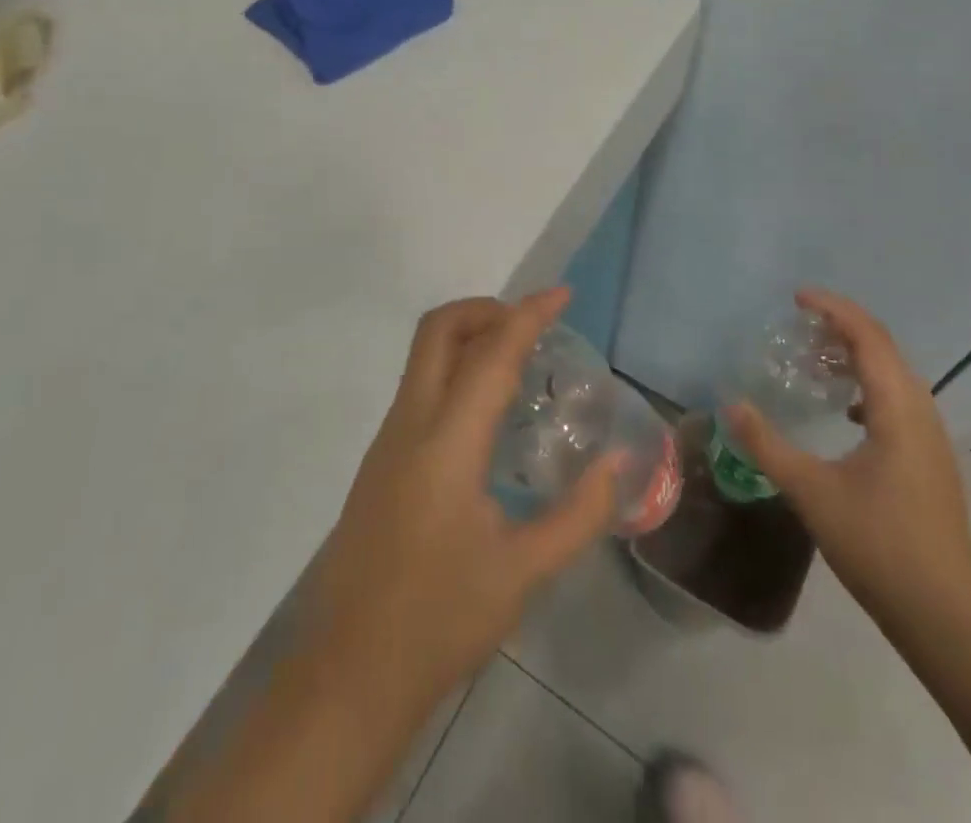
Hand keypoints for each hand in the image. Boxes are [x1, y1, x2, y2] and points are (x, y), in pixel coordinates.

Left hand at [304, 289, 621, 716]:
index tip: (562, 294)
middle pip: (438, 329)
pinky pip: (418, 388)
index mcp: (447, 442)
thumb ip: (580, 513)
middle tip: (531, 325)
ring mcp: (387, 440)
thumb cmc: (440, 620)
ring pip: (423, 356)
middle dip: (485, 309)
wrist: (349, 674)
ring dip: (468, 337)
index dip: (528, 314)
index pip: (491, 354)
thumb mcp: (523, 572)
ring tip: (518, 363)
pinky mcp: (380, 461)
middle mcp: (410, 424)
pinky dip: (454, 371)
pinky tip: (486, 416)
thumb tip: (621, 462)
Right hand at [725, 289, 970, 628]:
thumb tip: (730, 404)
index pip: (868, 338)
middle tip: (800, 324)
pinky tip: (843, 409)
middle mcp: (922, 414)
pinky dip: (869, 386)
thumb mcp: (810, 491)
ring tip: (816, 359)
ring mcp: (932, 439)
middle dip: (843, 327)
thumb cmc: (878, 546)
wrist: (945, 617)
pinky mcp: (931, 460)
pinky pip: (899, 400)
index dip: (834, 309)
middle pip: (885, 349)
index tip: (797, 297)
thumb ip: (767, 444)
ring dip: (858, 356)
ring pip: (895, 375)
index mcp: (898, 411)